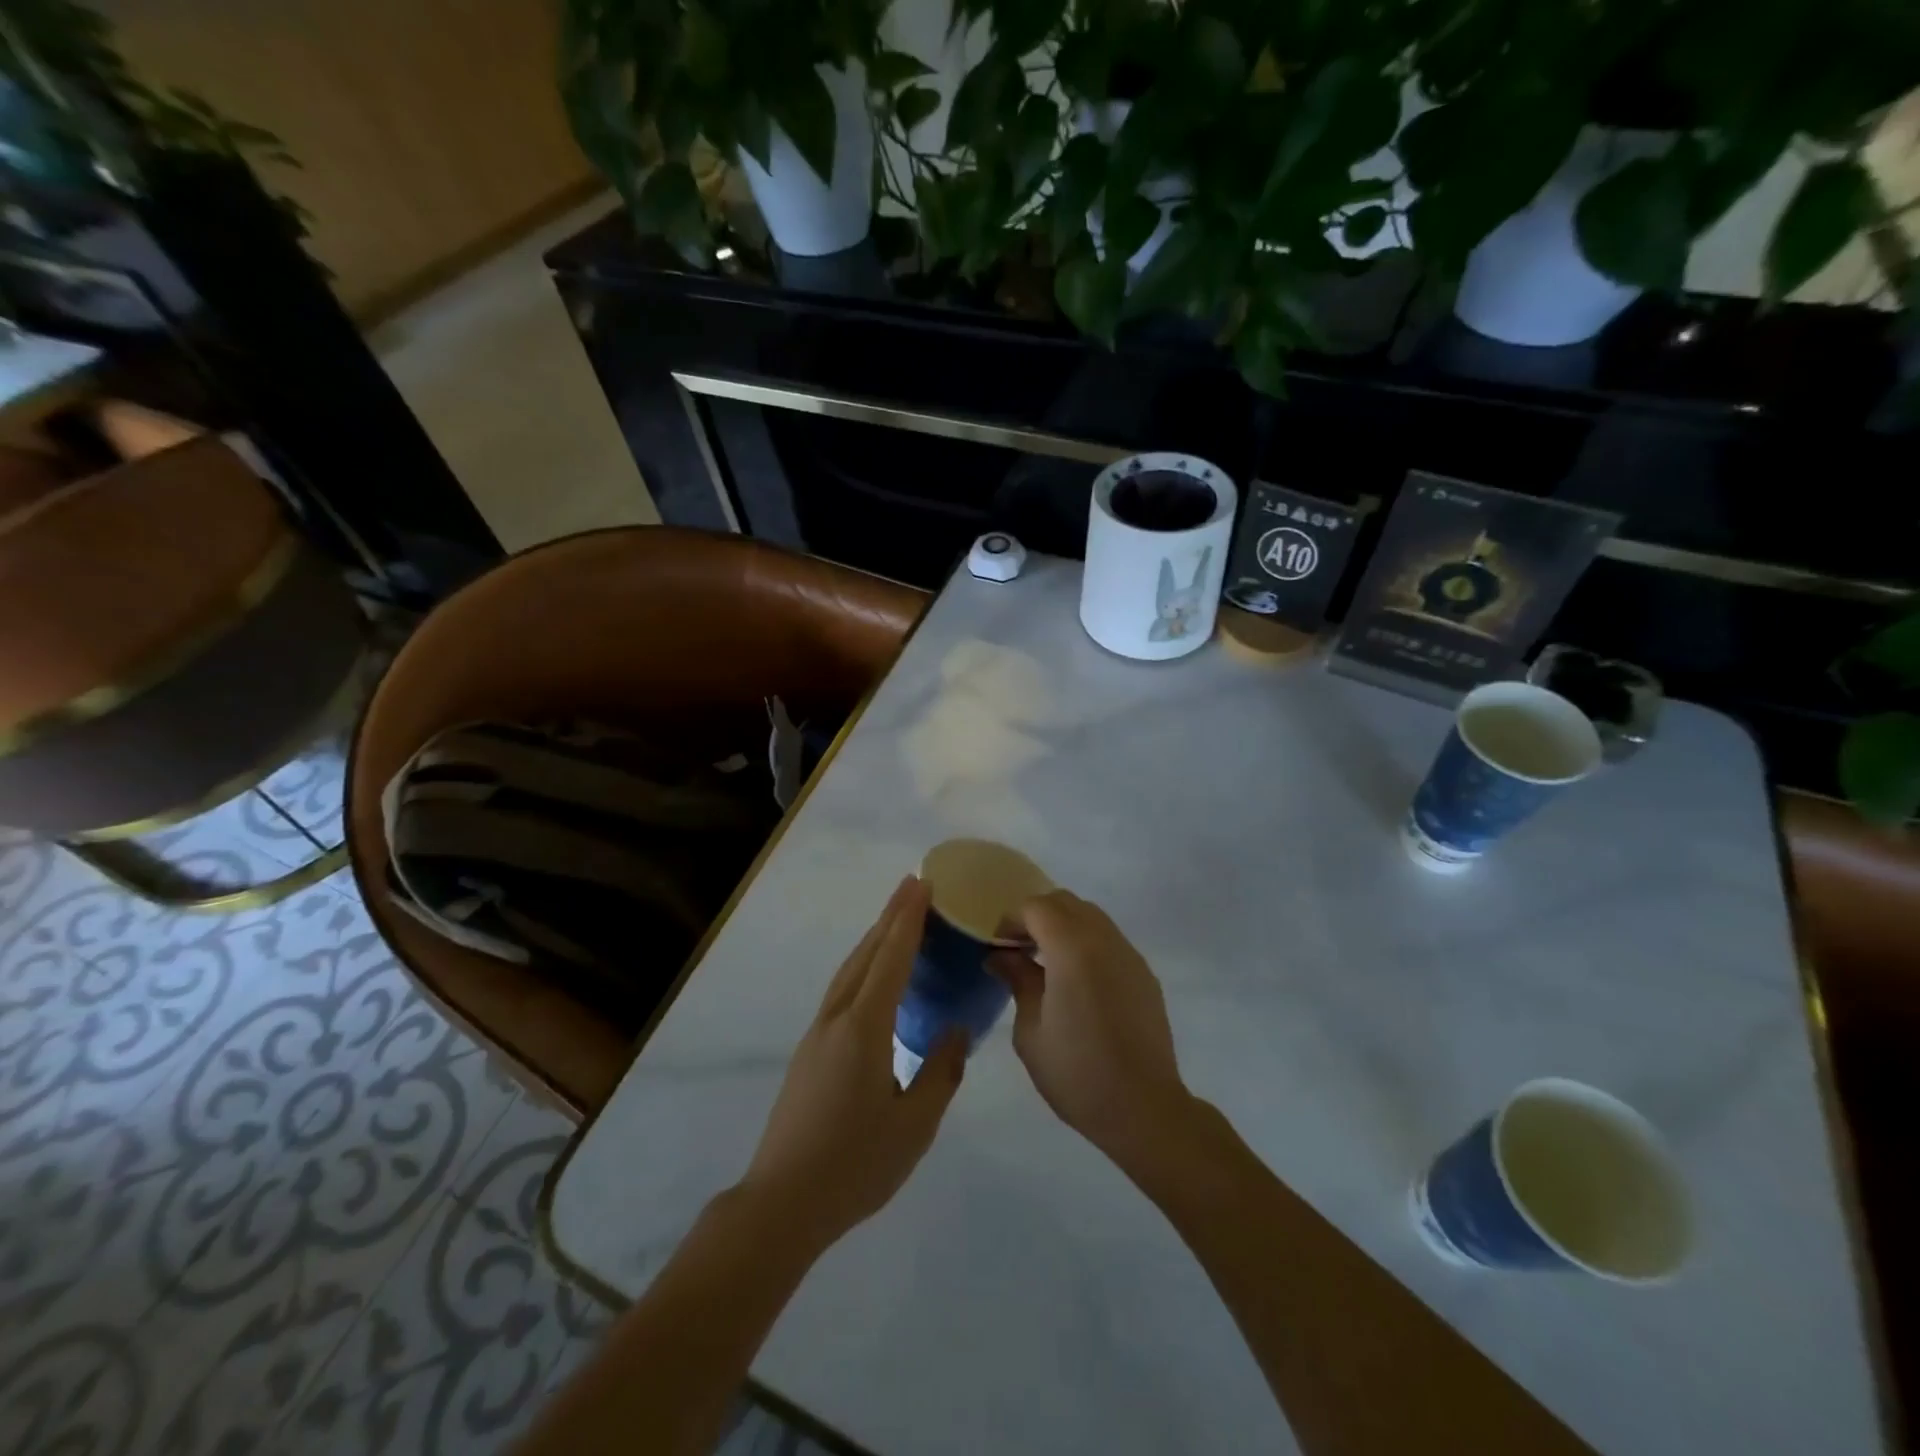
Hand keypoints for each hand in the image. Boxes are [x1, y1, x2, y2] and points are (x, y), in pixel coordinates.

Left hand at [738, 877, 965, 1248]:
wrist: (782, 1203)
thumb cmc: (855, 1165)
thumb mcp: (914, 1125)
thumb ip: (940, 1072)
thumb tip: (957, 1030)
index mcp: (864, 1028)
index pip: (891, 959)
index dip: (908, 920)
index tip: (922, 885)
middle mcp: (837, 1018)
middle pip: (866, 954)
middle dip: (891, 917)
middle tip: (913, 886)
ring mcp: (818, 1033)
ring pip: (849, 970)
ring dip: (874, 938)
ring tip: (896, 919)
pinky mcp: (809, 1050)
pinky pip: (842, 989)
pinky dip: (863, 966)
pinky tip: (874, 977)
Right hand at [989, 891, 1191, 1172]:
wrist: (1143, 1108)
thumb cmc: (1077, 1073)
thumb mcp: (1031, 1030)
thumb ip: (1018, 980)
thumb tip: (1001, 956)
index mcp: (1072, 949)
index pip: (1037, 907)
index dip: (1012, 919)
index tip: (998, 946)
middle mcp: (1104, 940)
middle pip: (1065, 902)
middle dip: (1037, 916)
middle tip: (1019, 950)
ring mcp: (1129, 955)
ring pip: (1091, 916)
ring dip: (1063, 926)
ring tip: (1046, 964)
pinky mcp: (1144, 974)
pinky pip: (1109, 940)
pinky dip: (1086, 943)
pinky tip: (1077, 981)